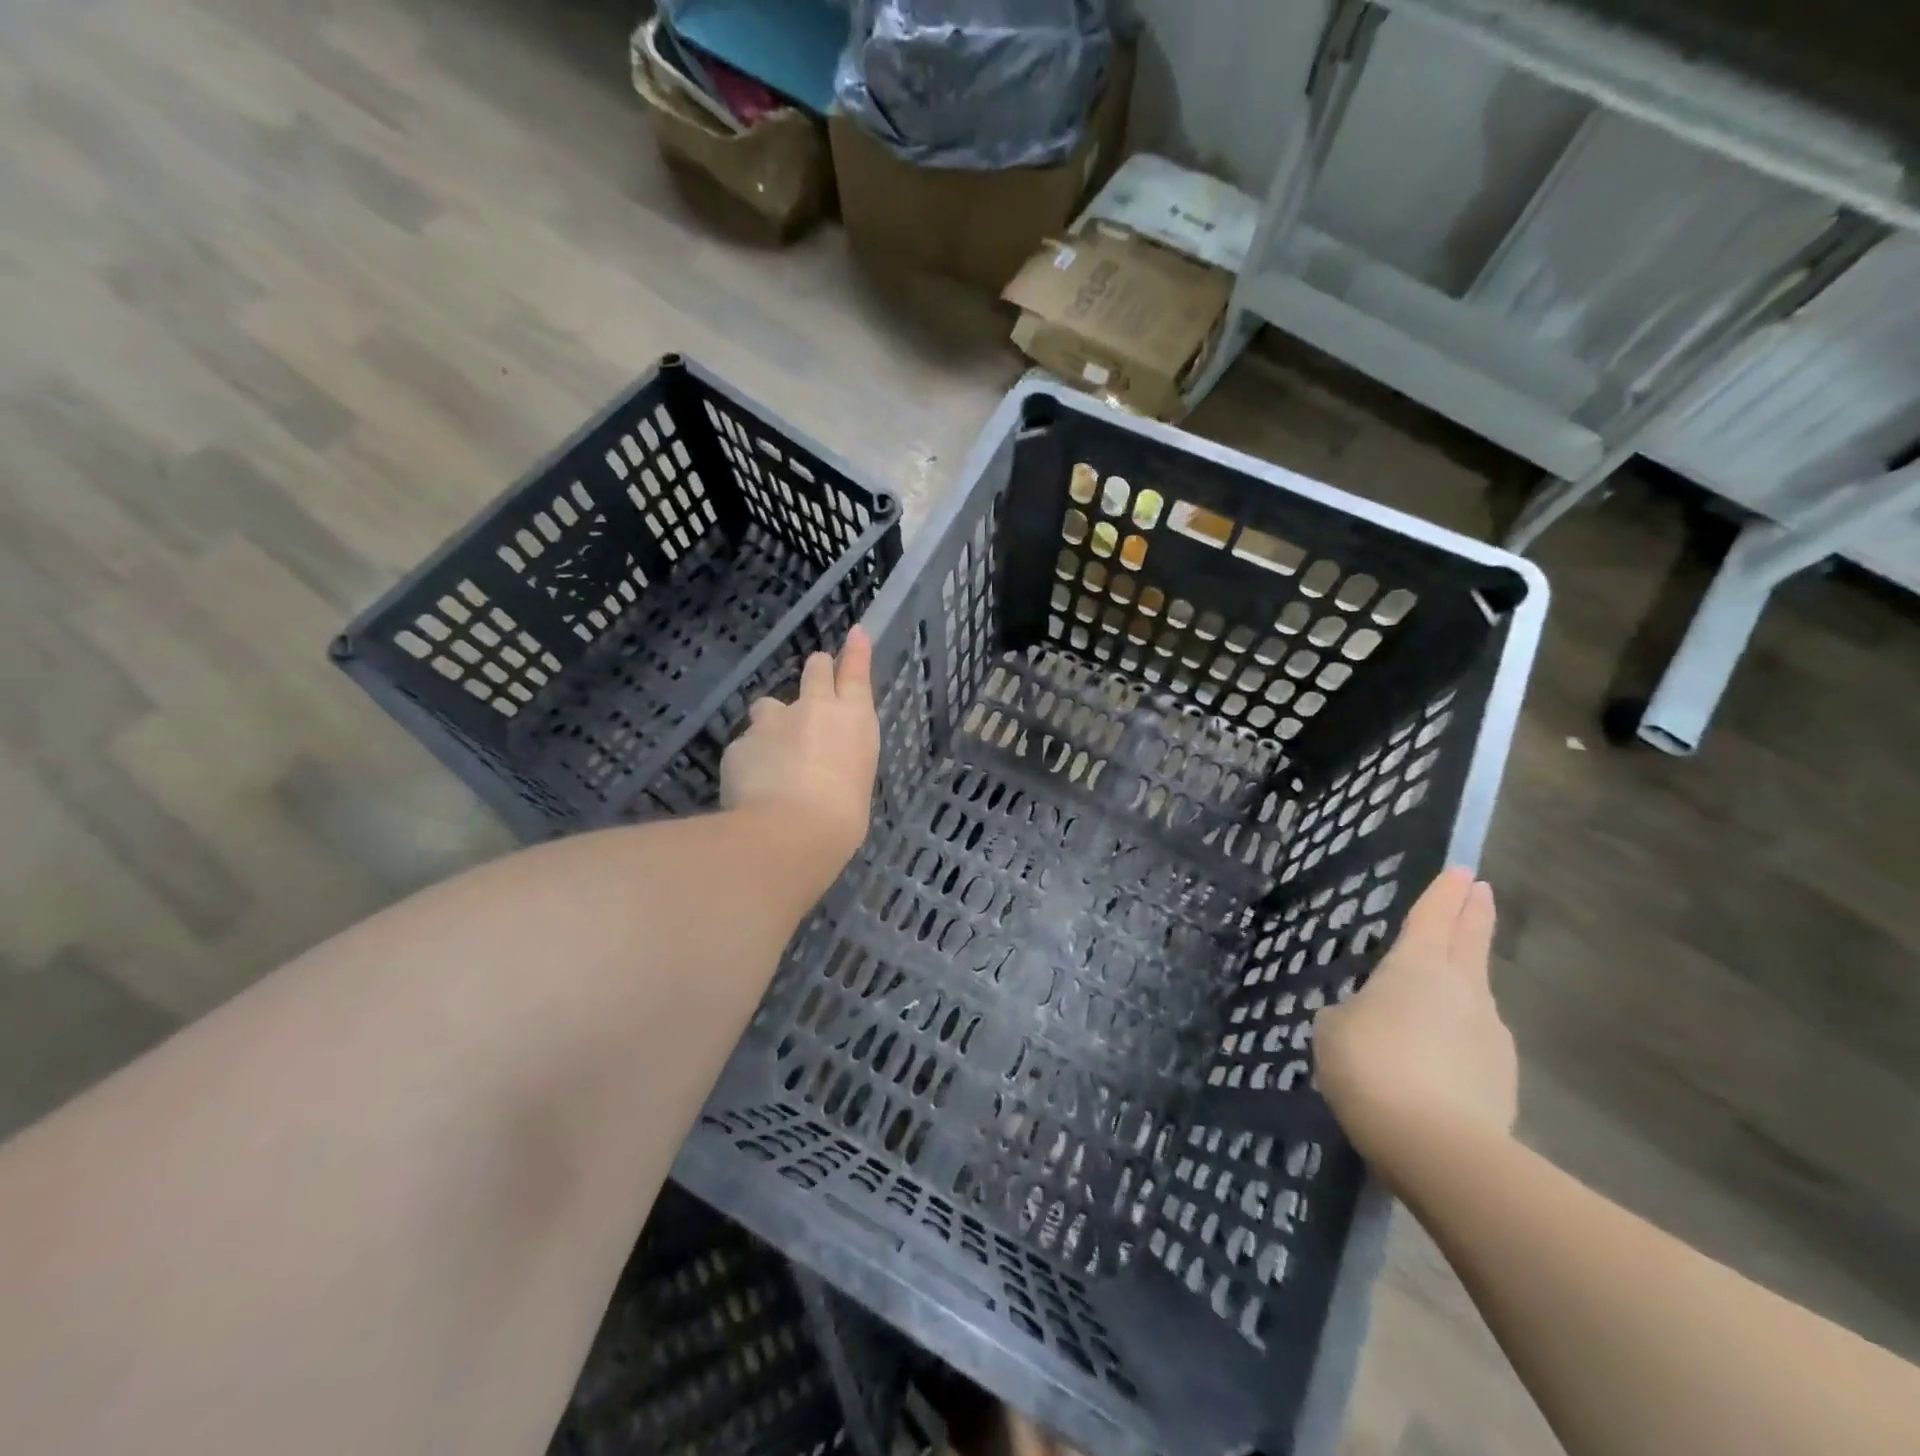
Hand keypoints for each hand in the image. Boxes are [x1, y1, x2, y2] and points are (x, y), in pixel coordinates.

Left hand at [721, 627, 879, 877]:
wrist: (791, 830)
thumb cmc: (842, 817)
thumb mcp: (856, 785)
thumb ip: (841, 763)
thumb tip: (826, 768)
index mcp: (853, 720)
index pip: (856, 673)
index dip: (855, 651)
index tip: (855, 633)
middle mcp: (814, 709)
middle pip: (815, 670)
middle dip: (815, 672)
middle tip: (814, 686)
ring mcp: (773, 721)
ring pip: (769, 706)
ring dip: (772, 722)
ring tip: (772, 754)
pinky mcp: (740, 742)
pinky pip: (745, 745)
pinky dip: (749, 760)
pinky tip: (750, 787)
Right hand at [1313, 867, 1516, 1166]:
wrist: (1436, 1147)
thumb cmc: (1371, 1065)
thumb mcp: (1334, 1029)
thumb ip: (1352, 1014)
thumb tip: (1370, 1020)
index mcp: (1417, 966)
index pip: (1433, 916)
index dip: (1444, 892)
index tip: (1462, 870)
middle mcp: (1463, 990)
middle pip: (1471, 942)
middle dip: (1474, 914)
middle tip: (1482, 891)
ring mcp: (1490, 1035)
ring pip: (1473, 997)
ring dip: (1460, 988)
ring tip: (1432, 1001)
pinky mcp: (1503, 1080)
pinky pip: (1472, 1046)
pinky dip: (1456, 1042)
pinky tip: (1434, 1063)